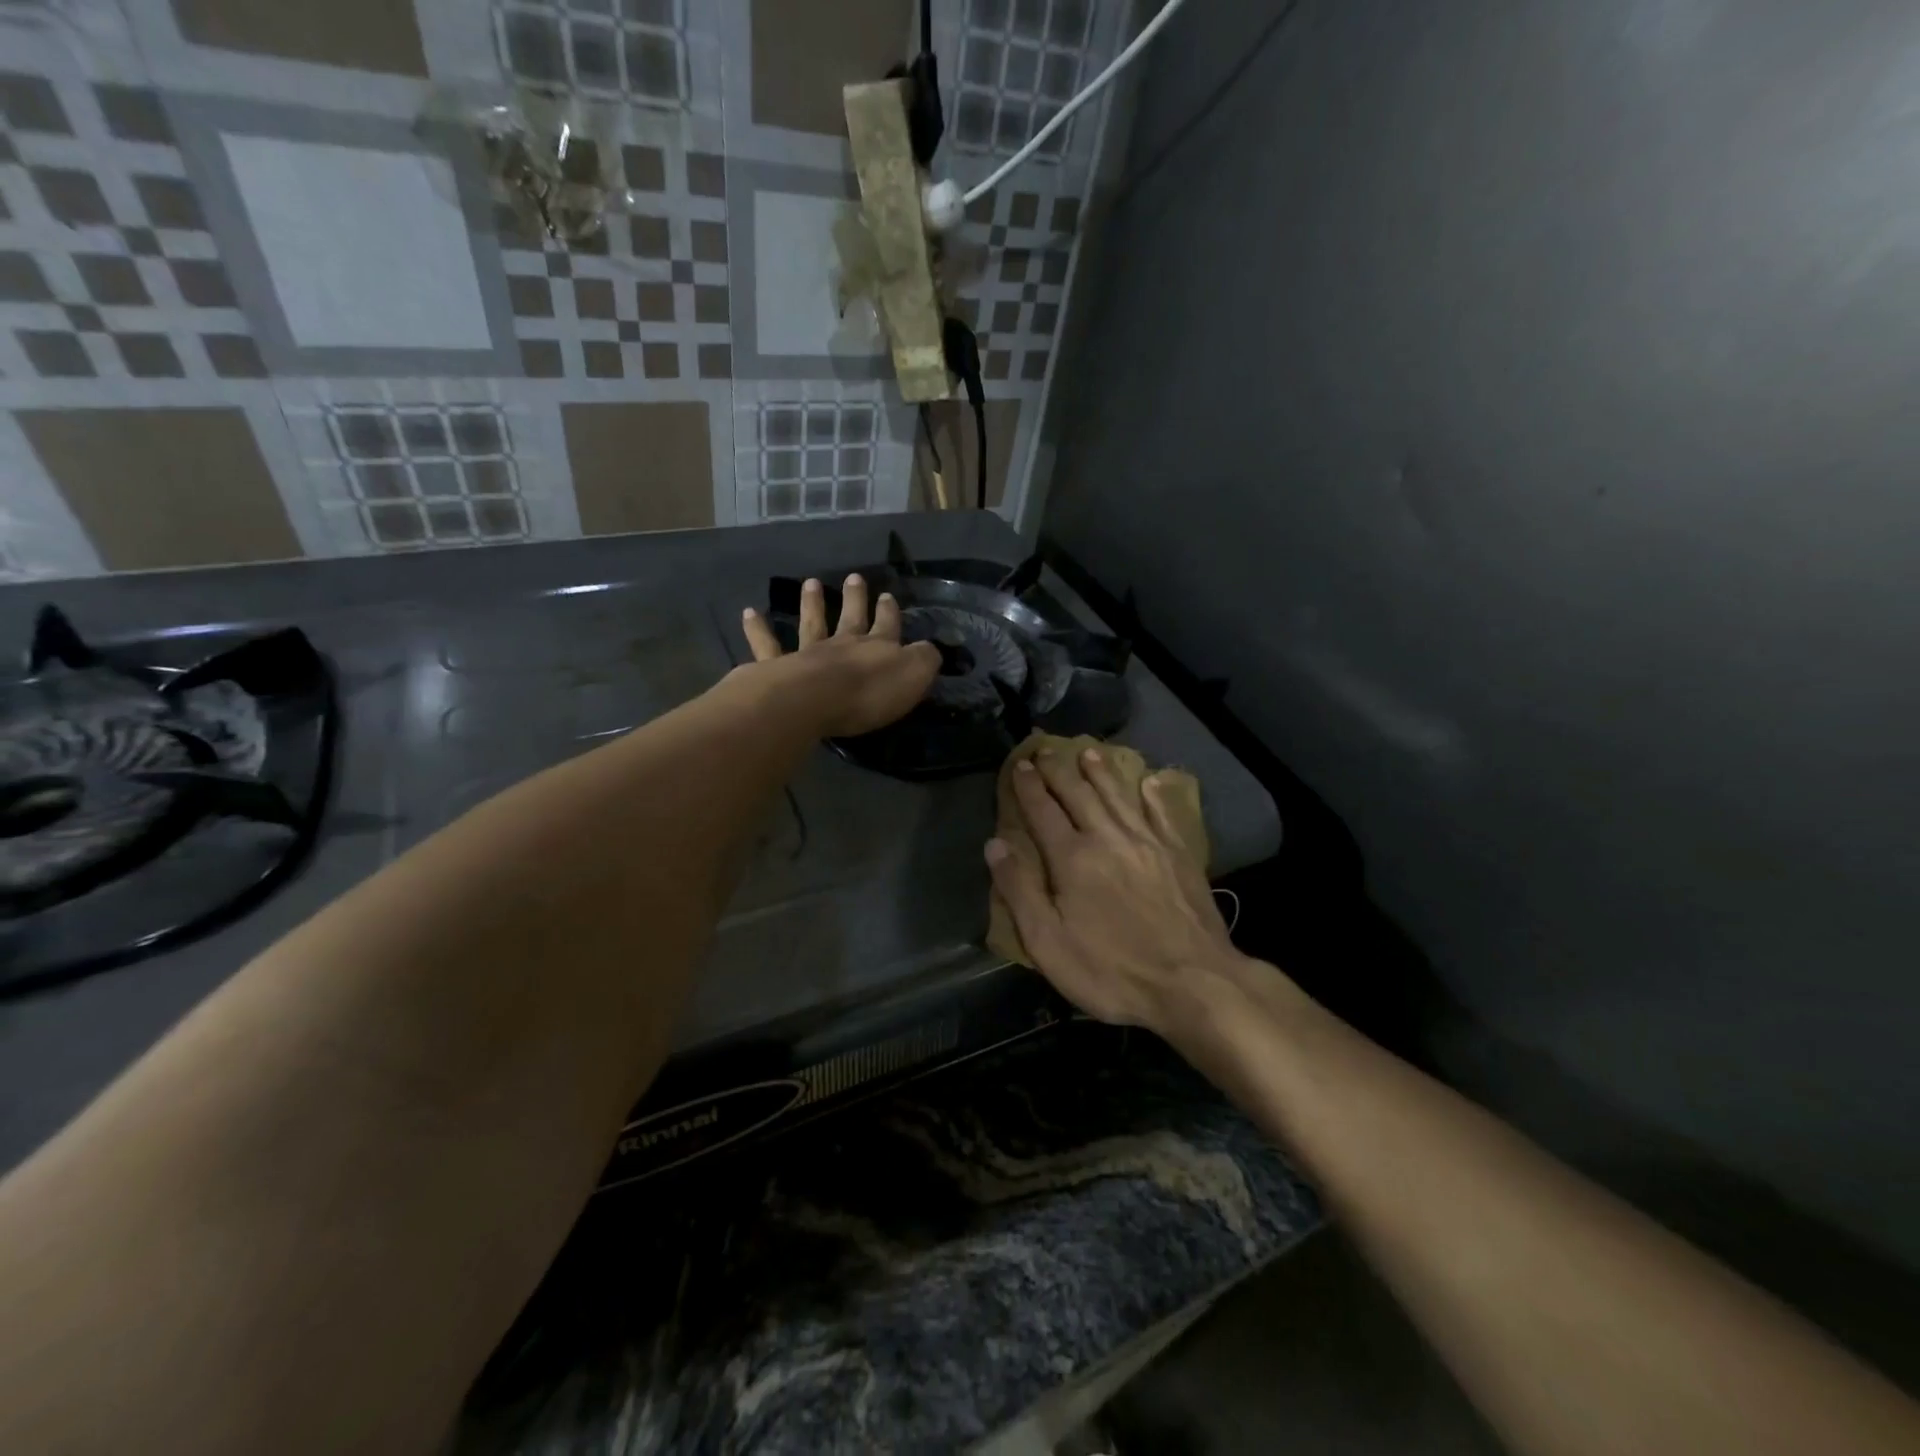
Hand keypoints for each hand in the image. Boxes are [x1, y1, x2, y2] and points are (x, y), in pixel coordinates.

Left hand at [740, 575, 939, 737]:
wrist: (814, 700)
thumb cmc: (868, 693)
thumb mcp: (913, 676)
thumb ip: (924, 660)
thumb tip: (930, 649)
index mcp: (877, 647)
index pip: (888, 625)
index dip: (889, 612)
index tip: (888, 596)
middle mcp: (843, 644)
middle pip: (851, 617)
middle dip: (855, 598)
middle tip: (854, 577)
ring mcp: (808, 653)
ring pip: (812, 623)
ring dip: (812, 603)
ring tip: (811, 582)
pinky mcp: (778, 668)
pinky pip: (766, 646)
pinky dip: (758, 629)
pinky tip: (749, 612)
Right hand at [986, 745, 1242, 1032]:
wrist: (1192, 983)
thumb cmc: (1111, 970)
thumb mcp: (1048, 942)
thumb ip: (1019, 889)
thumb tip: (994, 844)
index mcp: (1072, 857)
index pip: (1043, 811)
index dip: (1028, 786)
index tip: (1019, 764)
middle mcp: (1108, 837)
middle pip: (1079, 794)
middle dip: (1059, 770)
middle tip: (1046, 750)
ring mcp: (1148, 842)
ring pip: (1118, 796)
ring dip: (1101, 773)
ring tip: (1088, 753)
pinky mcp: (1179, 855)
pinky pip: (1163, 813)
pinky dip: (1154, 795)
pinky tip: (1150, 781)